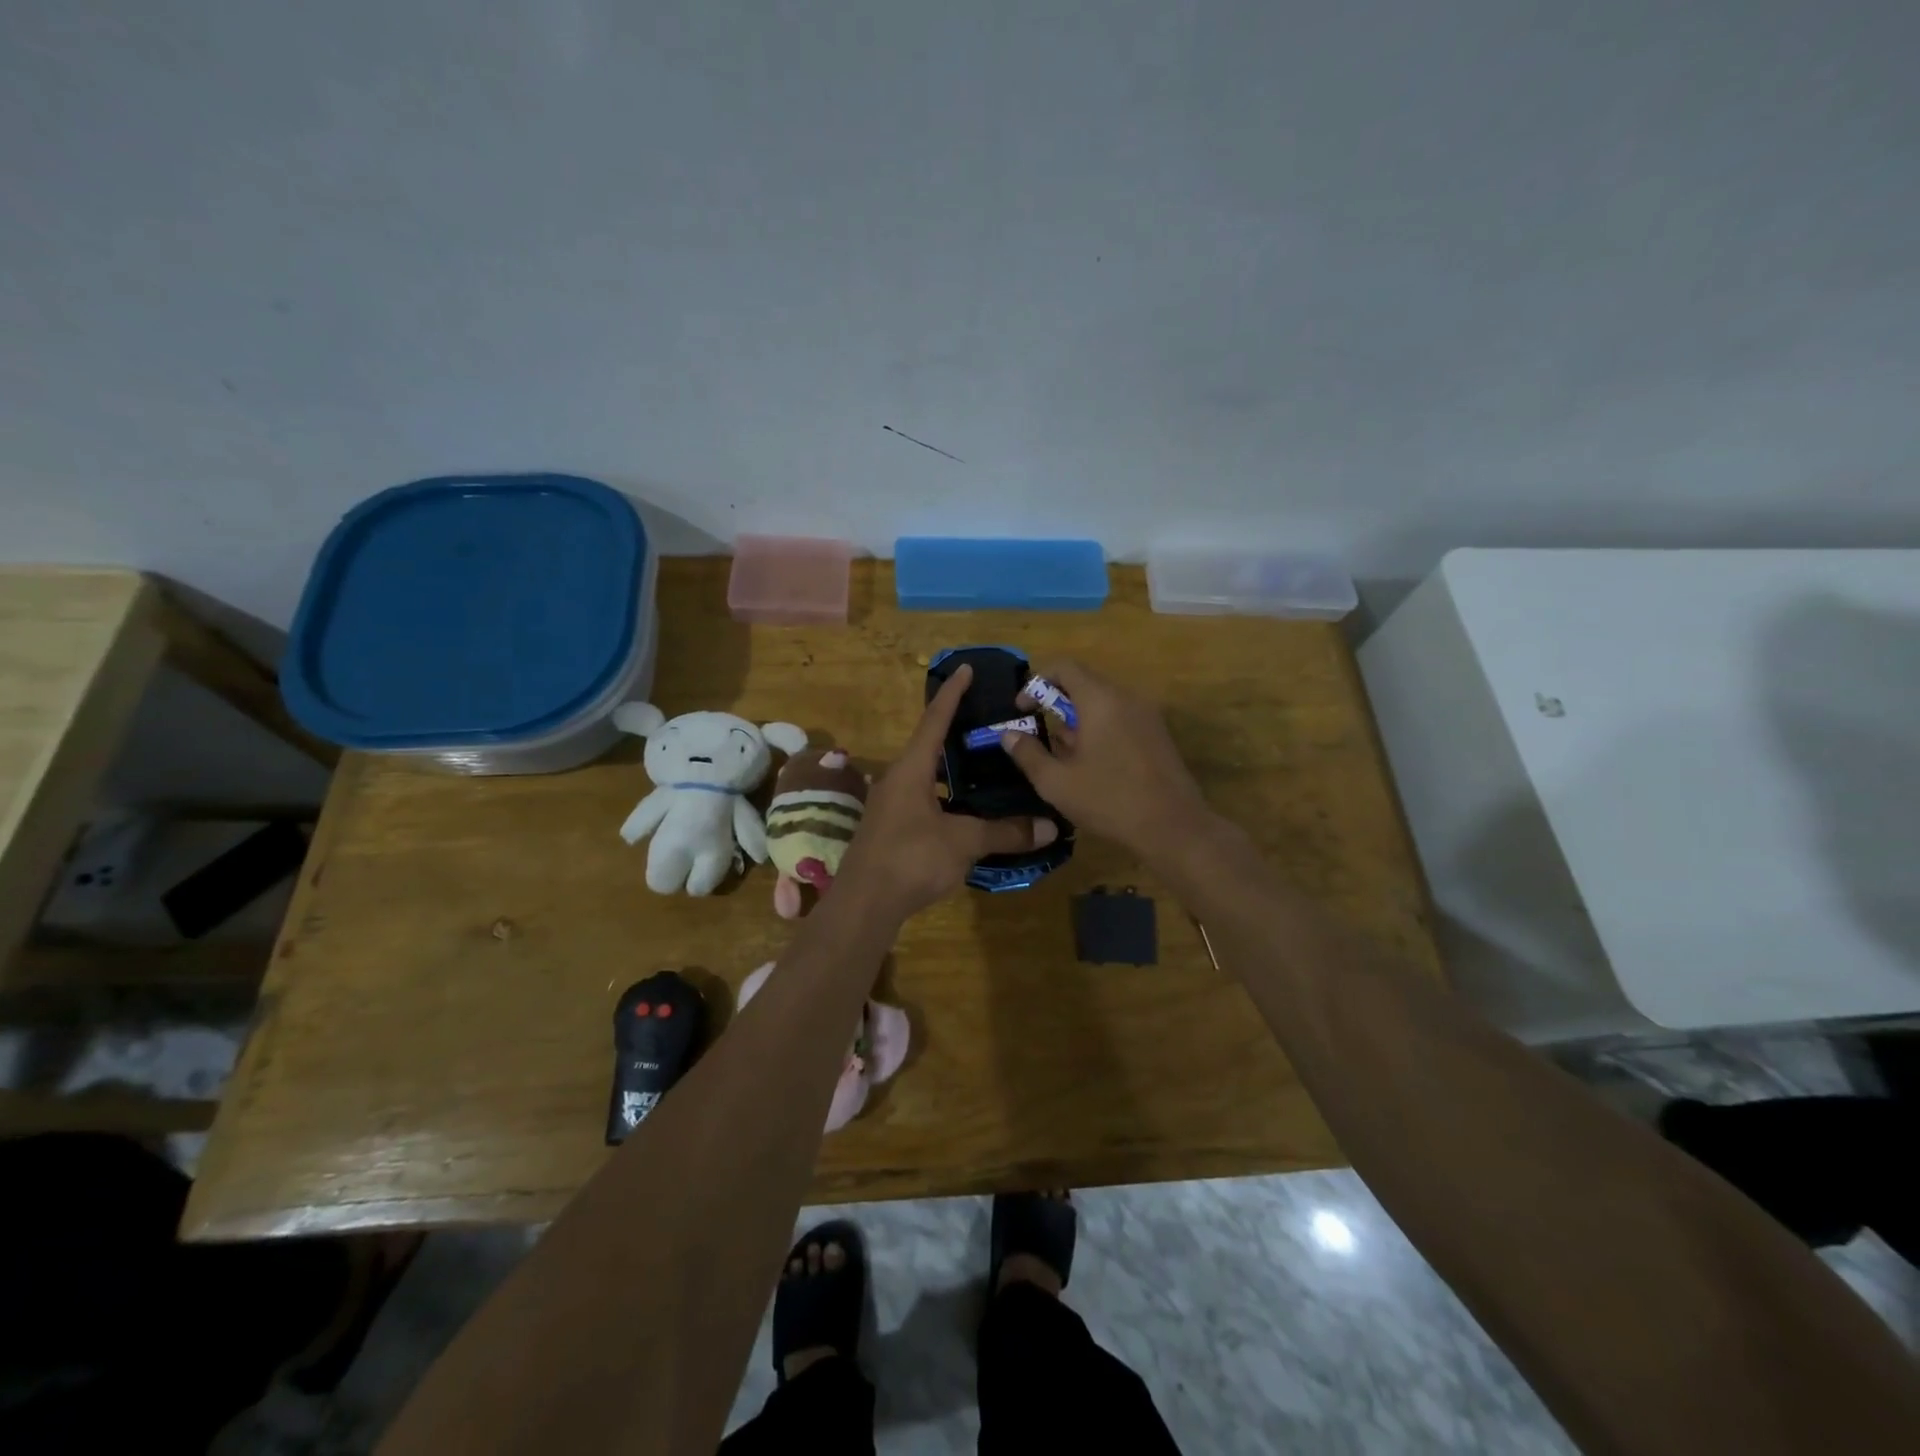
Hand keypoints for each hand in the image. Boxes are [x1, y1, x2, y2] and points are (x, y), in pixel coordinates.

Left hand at [836, 665, 1058, 917]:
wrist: (864, 904)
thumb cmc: (911, 859)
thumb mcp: (963, 842)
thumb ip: (1005, 832)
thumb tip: (1049, 827)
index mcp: (911, 769)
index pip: (934, 719)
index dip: (952, 693)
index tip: (966, 668)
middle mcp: (897, 779)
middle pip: (929, 744)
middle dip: (956, 730)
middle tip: (989, 720)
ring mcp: (891, 805)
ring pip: (927, 775)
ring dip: (953, 768)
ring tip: (986, 763)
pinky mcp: (892, 828)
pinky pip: (925, 799)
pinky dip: (948, 796)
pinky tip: (969, 809)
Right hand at [1001, 659, 1211, 857]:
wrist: (1174, 827)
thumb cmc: (1109, 801)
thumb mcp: (1056, 783)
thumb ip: (1028, 754)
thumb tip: (1009, 734)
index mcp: (1101, 700)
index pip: (1064, 667)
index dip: (1037, 682)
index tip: (1022, 709)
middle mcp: (1127, 698)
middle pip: (1084, 684)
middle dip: (1056, 704)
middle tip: (1039, 735)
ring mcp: (1147, 715)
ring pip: (1103, 703)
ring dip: (1078, 719)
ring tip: (1063, 755)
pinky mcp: (1158, 734)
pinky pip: (1121, 718)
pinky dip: (1100, 729)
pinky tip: (1092, 764)